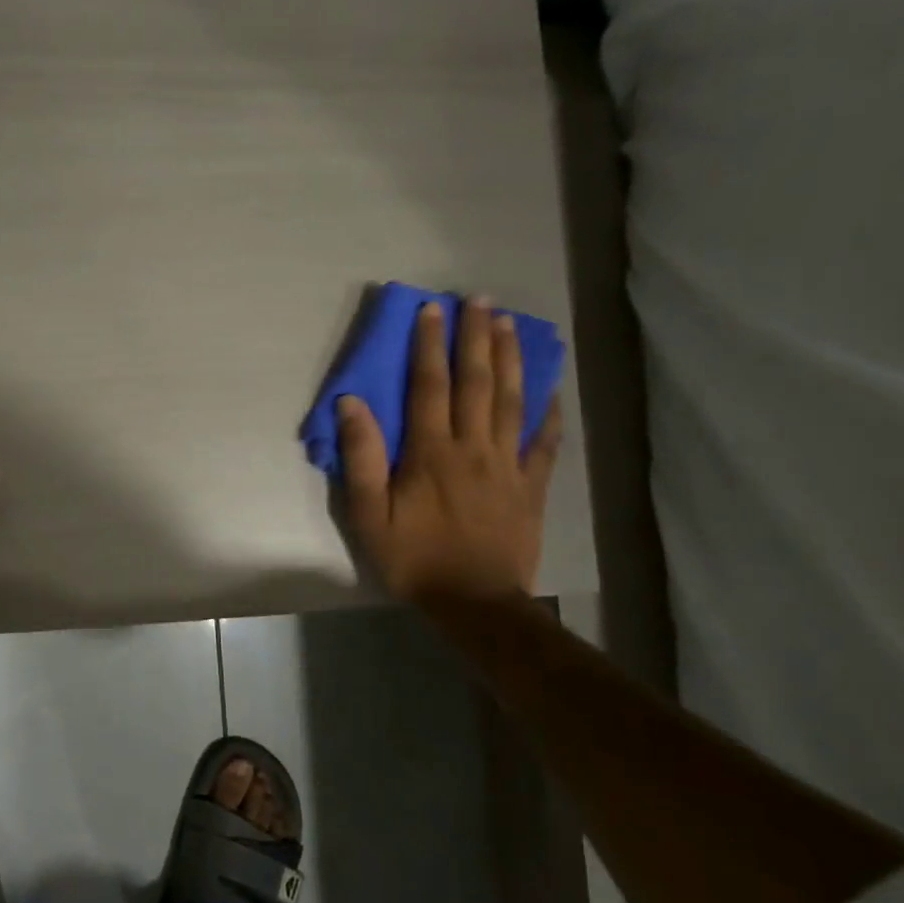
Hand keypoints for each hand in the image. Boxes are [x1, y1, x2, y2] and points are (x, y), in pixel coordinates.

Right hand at [336, 296, 562, 604]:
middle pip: (477, 382)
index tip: (431, 310)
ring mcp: (508, 464)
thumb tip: (351, 403)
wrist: (476, 602)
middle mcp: (473, 447)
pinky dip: (550, 412)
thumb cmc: (414, 558)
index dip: (429, 344)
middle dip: (476, 337)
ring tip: (510, 324)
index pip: (429, 386)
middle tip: (479, 299)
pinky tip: (552, 388)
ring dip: (511, 359)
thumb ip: (362, 457)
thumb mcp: (370, 514)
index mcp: (431, 452)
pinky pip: (545, 441)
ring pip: (512, 401)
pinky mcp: (532, 486)